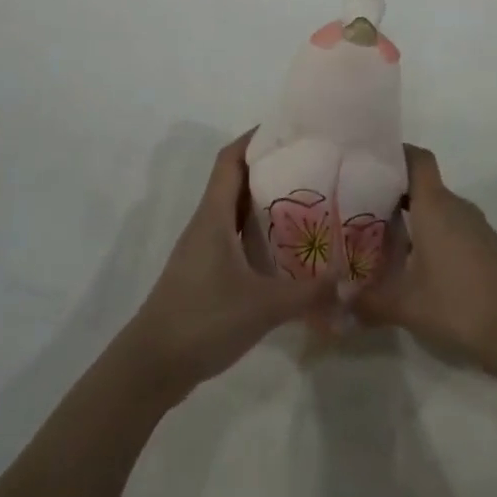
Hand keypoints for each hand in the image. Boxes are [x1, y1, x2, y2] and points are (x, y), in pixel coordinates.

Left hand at [119, 131, 337, 402]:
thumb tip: (346, 279)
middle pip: (235, 181)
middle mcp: (206, 224)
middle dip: (268, 167)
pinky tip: (283, 249)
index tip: (288, 129)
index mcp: (213, 217)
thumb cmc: (202, 320)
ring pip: (234, 211)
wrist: (151, 367)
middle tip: (310, 164)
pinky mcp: (204, 274)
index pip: (230, 160)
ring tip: (305, 200)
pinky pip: (234, 237)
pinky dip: (257, 233)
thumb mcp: (262, 306)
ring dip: (263, 201)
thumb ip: (308, 293)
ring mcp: (202, 250)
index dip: (254, 138)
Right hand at [351, 145, 496, 374]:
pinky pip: (452, 226)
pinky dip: (431, 234)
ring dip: (412, 217)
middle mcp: (456, 206)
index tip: (368, 164)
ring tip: (381, 237)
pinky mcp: (486, 245)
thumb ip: (368, 302)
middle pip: (422, 184)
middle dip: (392, 192)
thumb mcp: (405, 306)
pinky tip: (414, 263)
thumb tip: (338, 305)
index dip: (394, 154)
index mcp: (435, 206)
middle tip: (360, 208)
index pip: (417, 158)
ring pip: (437, 207)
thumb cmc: (458, 305)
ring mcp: (475, 225)